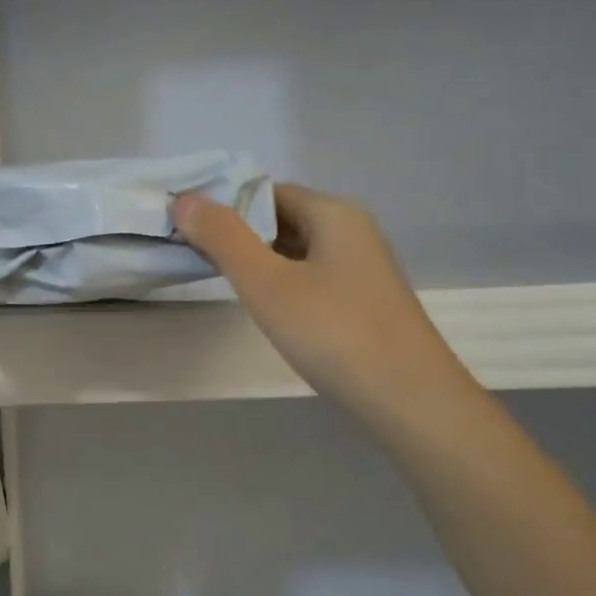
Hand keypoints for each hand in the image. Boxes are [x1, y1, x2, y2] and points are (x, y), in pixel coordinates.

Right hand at [173, 184, 464, 419]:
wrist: (412, 403)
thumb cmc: (334, 333)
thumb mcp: (267, 283)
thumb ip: (223, 238)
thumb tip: (184, 199)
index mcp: (333, 213)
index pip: (267, 191)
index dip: (224, 205)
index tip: (185, 227)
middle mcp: (353, 231)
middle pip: (283, 218)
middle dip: (239, 234)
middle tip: (195, 255)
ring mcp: (363, 269)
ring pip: (298, 250)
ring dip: (260, 260)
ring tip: (221, 280)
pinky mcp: (365, 302)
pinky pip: (313, 277)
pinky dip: (284, 284)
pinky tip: (268, 309)